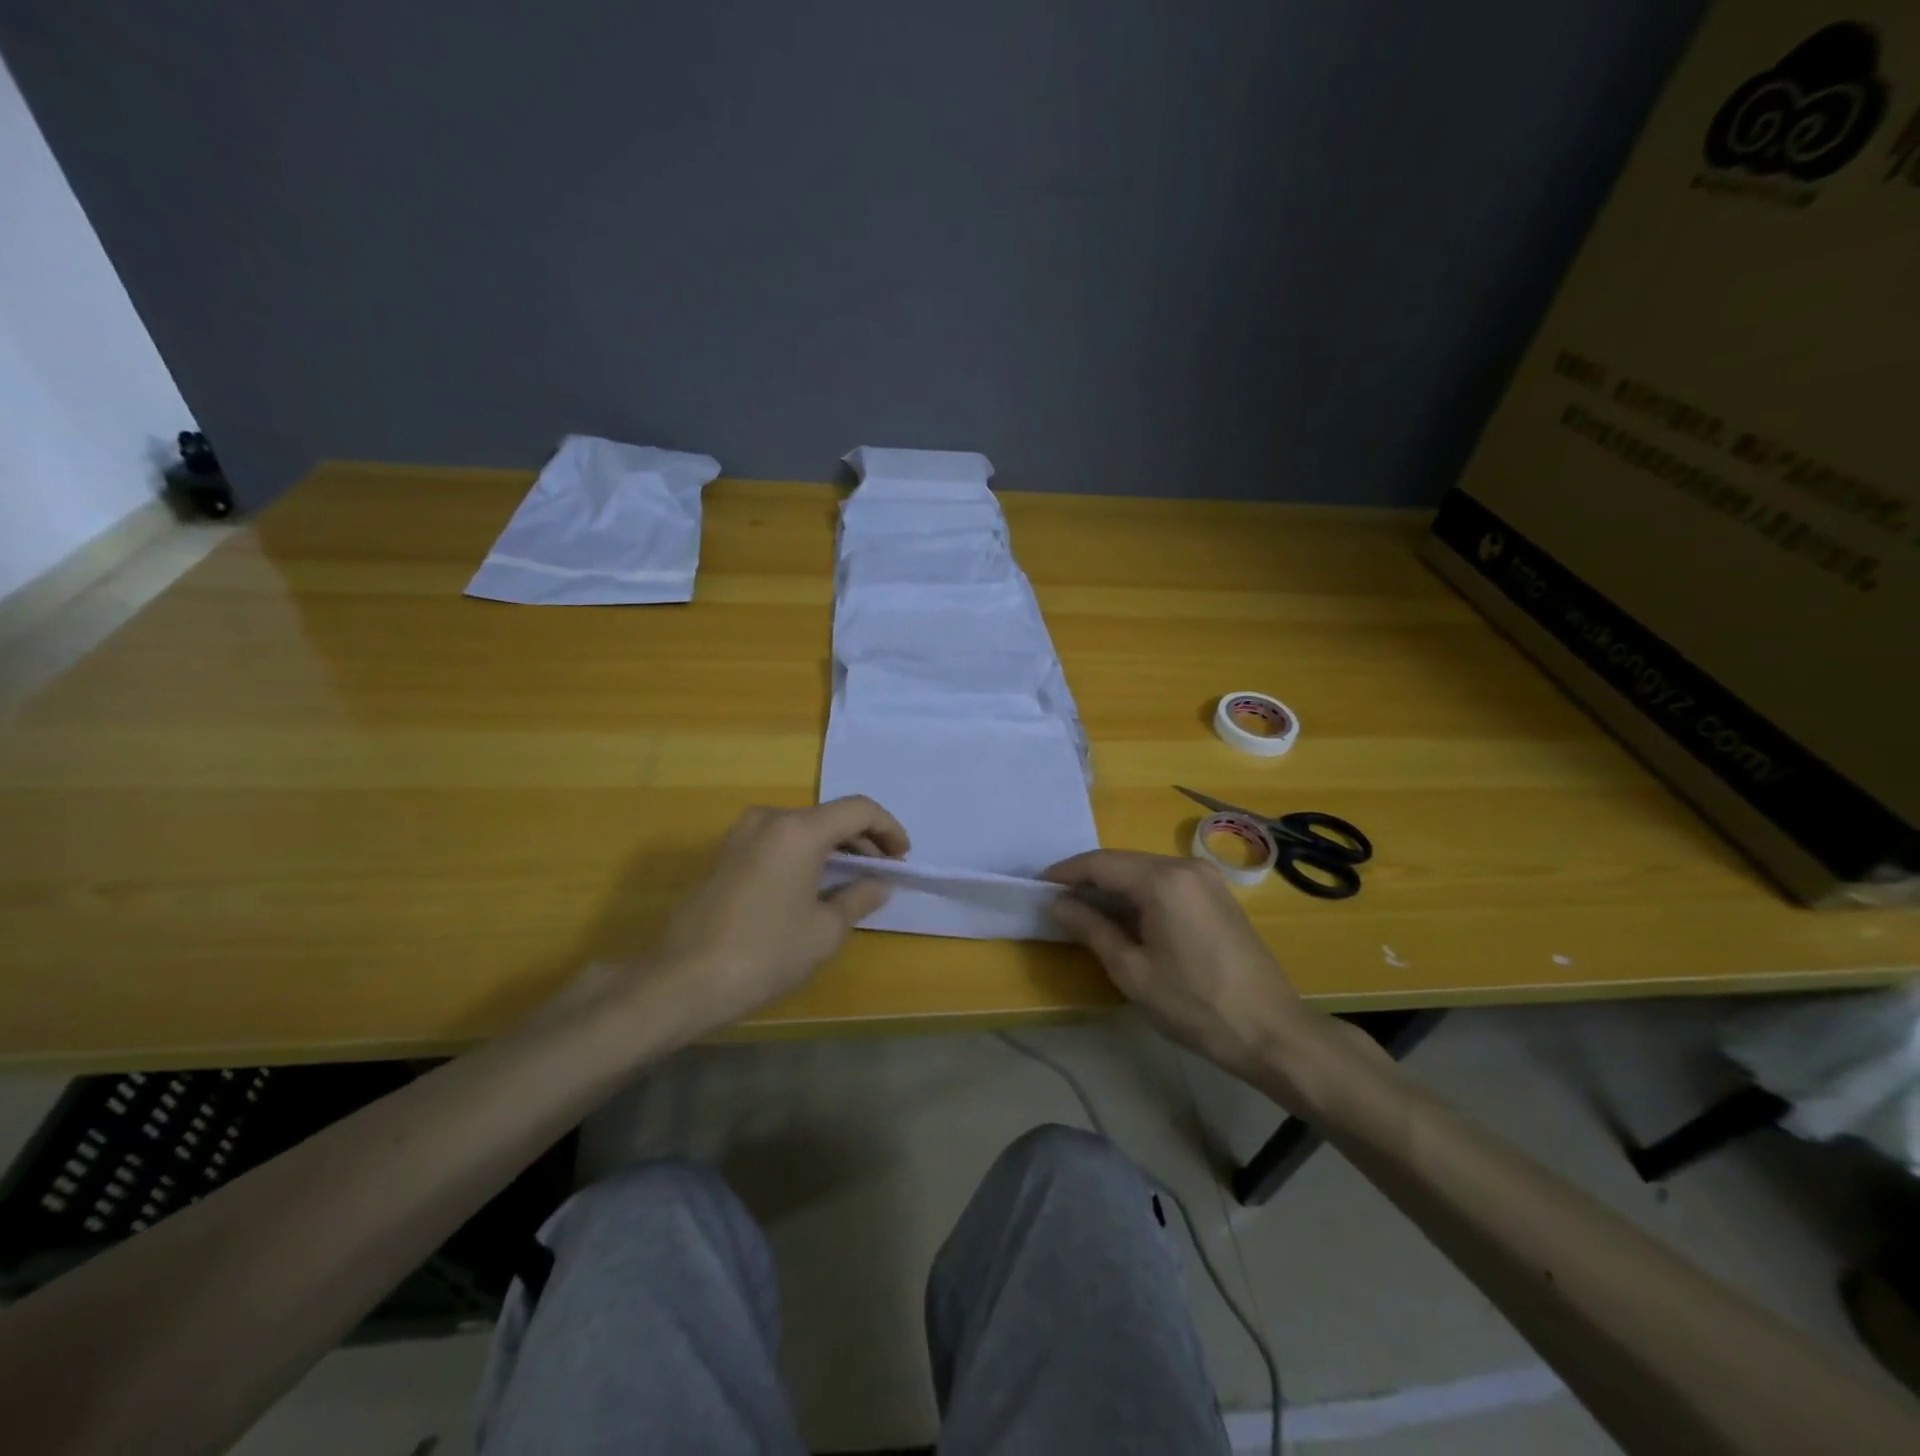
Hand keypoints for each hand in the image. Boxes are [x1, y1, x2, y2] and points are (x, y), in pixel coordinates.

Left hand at [629, 797, 907, 1036]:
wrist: (683, 979)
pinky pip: (778, 840)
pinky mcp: (725, 854)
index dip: (888, 829)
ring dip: (832, 846)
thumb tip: (878, 884)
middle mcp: (770, 819)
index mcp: (799, 830)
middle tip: (883, 870)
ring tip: (852, 878)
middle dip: (862, 839)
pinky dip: (804, 853)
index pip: (859, 809)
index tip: (902, 857)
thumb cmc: (765, 953)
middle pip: (829, 815)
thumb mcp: (824, 931)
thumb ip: (859, 898)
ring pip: (802, 826)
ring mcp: (742, 834)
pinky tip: (813, 884)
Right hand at [1044, 850, 1336, 1091]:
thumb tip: (1058, 904)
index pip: (1100, 863)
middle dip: (1088, 879)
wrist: (1271, 1030)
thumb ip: (1091, 928)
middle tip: (1058, 901)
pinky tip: (1127, 917)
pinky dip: (1140, 893)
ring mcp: (1206, 878)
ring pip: (1145, 870)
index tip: (1037, 886)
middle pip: (1123, 862)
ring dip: (1114, 886)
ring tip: (1086, 911)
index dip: (1065, 873)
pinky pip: (1167, 882)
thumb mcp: (1132, 971)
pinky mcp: (1218, 895)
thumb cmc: (1194, 1004)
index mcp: (1162, 880)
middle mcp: (1185, 866)